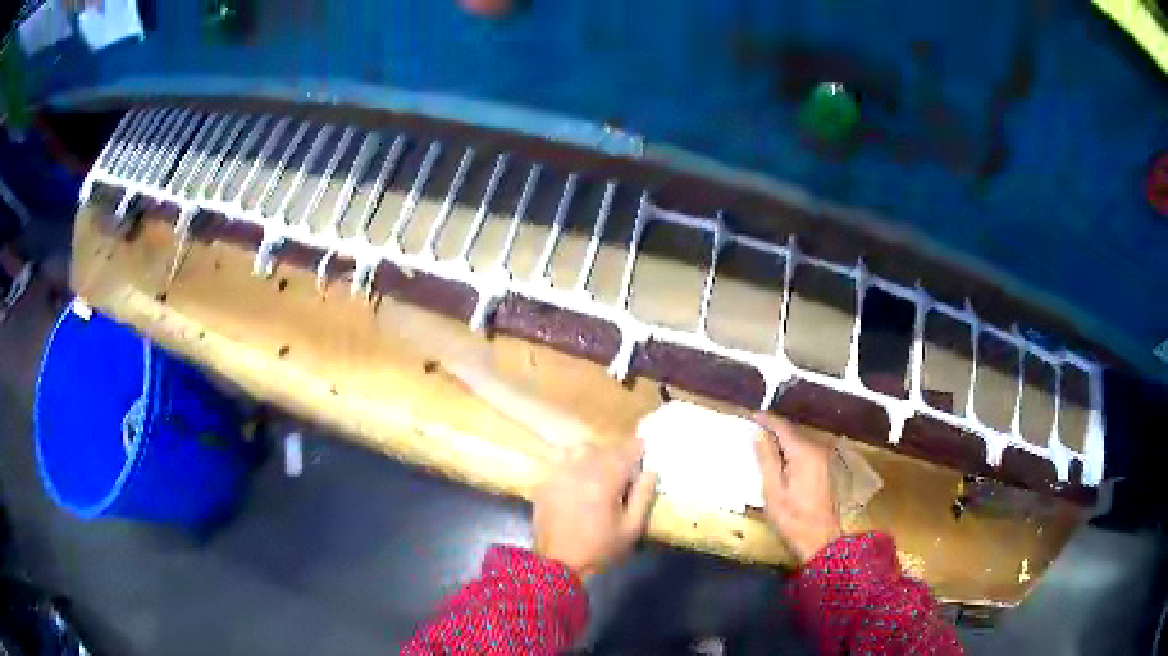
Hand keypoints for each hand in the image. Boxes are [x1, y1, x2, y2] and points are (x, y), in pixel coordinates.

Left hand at [533, 442, 657, 577]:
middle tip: (626, 470)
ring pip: (581, 449)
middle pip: (604, 448)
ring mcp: (558, 473)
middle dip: (618, 455)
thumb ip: (644, 496)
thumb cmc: (599, 549)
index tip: (645, 451)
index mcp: (604, 480)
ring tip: (601, 472)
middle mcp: (580, 469)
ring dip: (595, 456)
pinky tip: (578, 477)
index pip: (626, 451)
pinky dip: (573, 461)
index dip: (638, 448)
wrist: (557, 564)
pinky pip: (561, 459)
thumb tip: (650, 471)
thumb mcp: (631, 528)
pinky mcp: (545, 481)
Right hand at [753, 413, 841, 562]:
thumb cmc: (792, 518)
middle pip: (792, 432)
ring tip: (760, 443)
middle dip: (772, 429)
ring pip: (798, 441)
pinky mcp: (824, 468)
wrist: (820, 540)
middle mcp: (817, 449)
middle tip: (751, 429)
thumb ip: (766, 458)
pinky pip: (804, 451)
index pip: (783, 426)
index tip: (749, 415)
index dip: (766, 419)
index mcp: (804, 452)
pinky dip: (790, 450)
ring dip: (780, 440)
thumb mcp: (773, 490)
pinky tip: (777, 459)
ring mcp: (823, 458)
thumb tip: (758, 433)